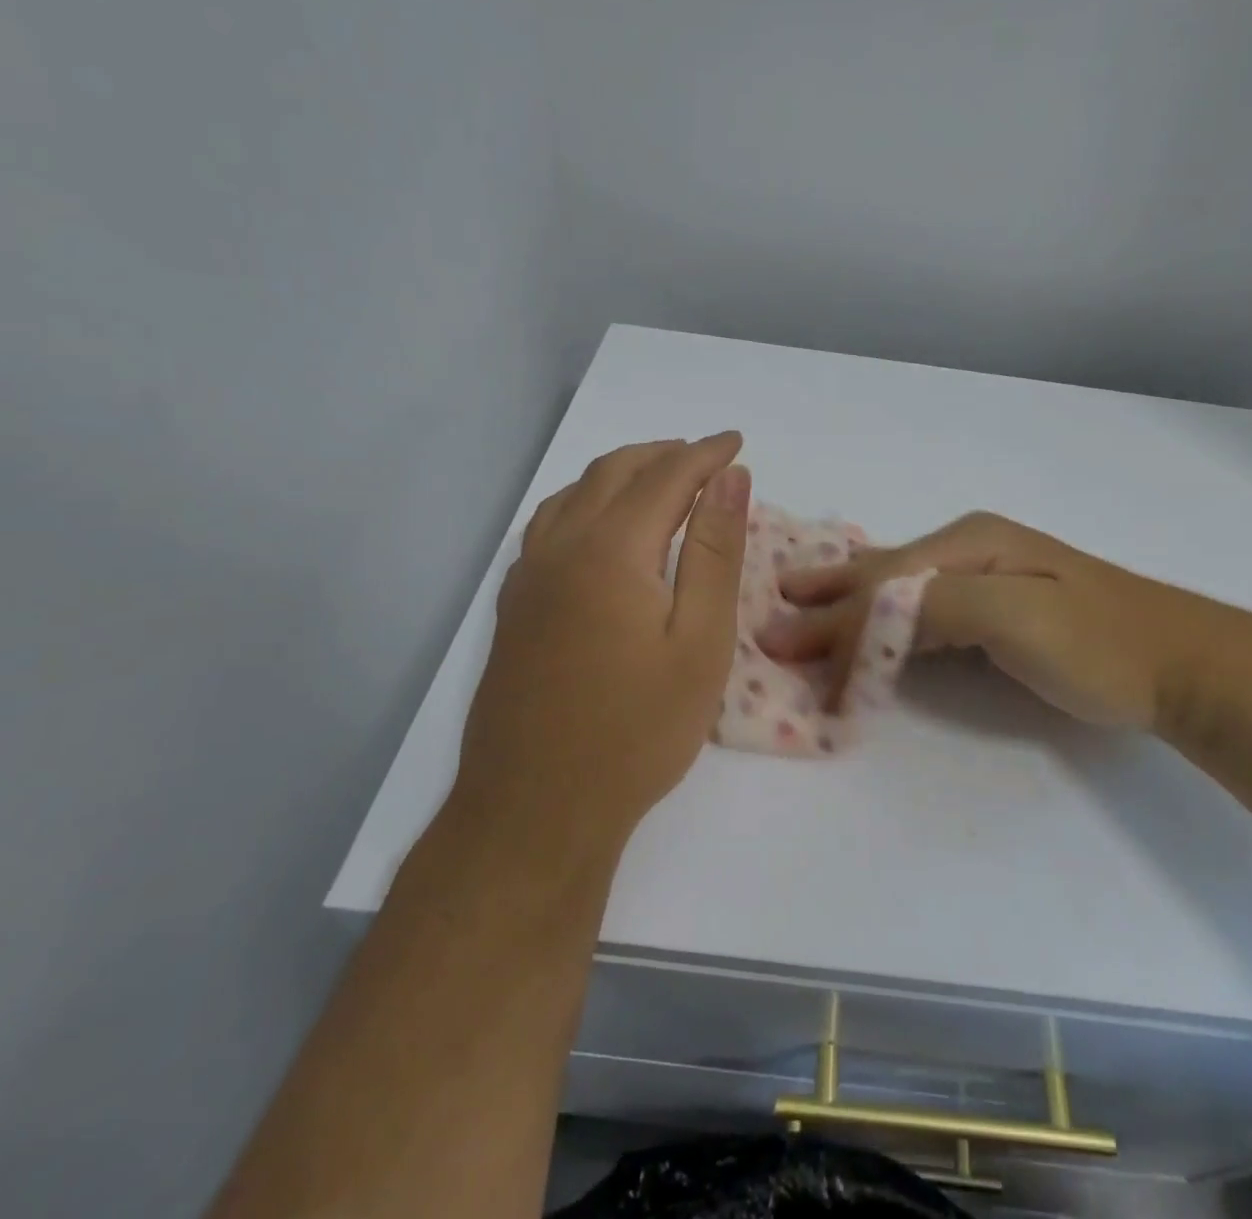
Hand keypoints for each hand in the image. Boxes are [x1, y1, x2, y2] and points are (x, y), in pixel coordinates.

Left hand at [456, 434, 750, 858]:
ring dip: (621, 473)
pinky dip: (584, 502)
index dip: (705, 454)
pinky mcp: (514, 607)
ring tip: (660, 479)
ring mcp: (529, 577)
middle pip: (614, 472)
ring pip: (574, 494)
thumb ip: (715, 551)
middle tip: (706, 457)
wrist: (536, 810)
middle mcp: (561, 547)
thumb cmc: (637, 730)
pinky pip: (549, 525)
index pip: (666, 475)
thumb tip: (730, 478)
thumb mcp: (700, 641)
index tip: (737, 442)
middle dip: (664, 454)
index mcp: (611, 549)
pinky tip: (599, 526)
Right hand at [757, 511, 1223, 731]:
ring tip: (802, 612)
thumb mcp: (1014, 615)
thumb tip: (862, 616)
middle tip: (771, 610)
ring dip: (848, 609)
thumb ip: (934, 606)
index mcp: (968, 543)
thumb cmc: (1098, 641)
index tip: (779, 647)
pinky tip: (867, 624)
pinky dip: (884, 625)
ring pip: (898, 593)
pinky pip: (922, 614)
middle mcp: (969, 549)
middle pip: (881, 576)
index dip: (829, 616)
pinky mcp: (997, 611)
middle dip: (826, 596)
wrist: (1184, 665)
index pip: (880, 582)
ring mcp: (985, 579)